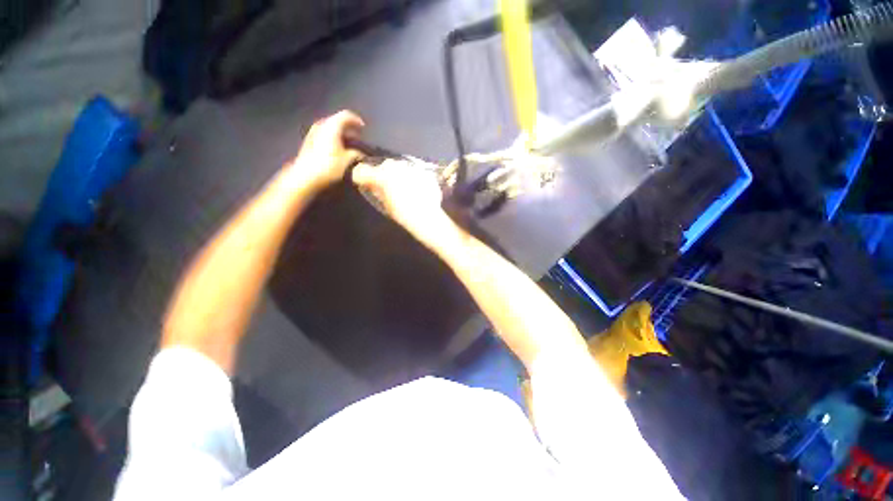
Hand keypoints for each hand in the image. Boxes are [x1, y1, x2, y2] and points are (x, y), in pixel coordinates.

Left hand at [290, 110, 364, 189]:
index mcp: (331, 126)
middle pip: (337, 121)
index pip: (346, 115)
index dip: (356, 120)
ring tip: (349, 144)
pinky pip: (324, 135)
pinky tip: (338, 149)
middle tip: (358, 136)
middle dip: (348, 128)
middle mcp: (321, 125)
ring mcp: (313, 133)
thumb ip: (356, 154)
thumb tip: (362, 154)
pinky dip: (333, 138)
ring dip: (341, 134)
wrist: (305, 175)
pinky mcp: (309, 142)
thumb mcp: (347, 160)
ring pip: (330, 128)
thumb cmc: (329, 165)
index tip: (364, 128)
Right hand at [352, 159, 457, 248]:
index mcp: (382, 176)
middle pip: (384, 166)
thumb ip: (376, 191)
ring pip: (399, 167)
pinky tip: (414, 188)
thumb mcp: (386, 204)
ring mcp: (410, 167)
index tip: (362, 182)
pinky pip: (412, 171)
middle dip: (382, 174)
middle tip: (386, 187)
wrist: (427, 216)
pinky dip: (410, 177)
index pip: (362, 171)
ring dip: (397, 174)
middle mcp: (395, 167)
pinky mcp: (422, 171)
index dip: (361, 177)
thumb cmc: (403, 214)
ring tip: (402, 188)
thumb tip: (370, 184)